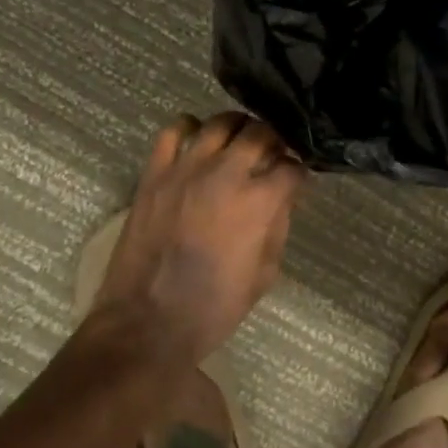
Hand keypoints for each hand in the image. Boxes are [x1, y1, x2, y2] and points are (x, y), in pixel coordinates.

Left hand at [91, 112, 307, 360]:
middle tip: (273, 156)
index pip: (293, 167)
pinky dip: (190, 127)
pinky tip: (198, 141)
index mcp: (259, 201)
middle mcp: (226, 174)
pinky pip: (173, 131)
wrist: (147, 324)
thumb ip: (279, 225)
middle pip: (262, 132)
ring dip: (239, 128)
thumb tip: (284, 196)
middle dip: (276, 141)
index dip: (300, 173)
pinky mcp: (155, 173)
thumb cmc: (214, 307)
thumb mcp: (265, 272)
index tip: (298, 180)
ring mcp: (186, 169)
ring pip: (221, 123)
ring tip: (240, 143)